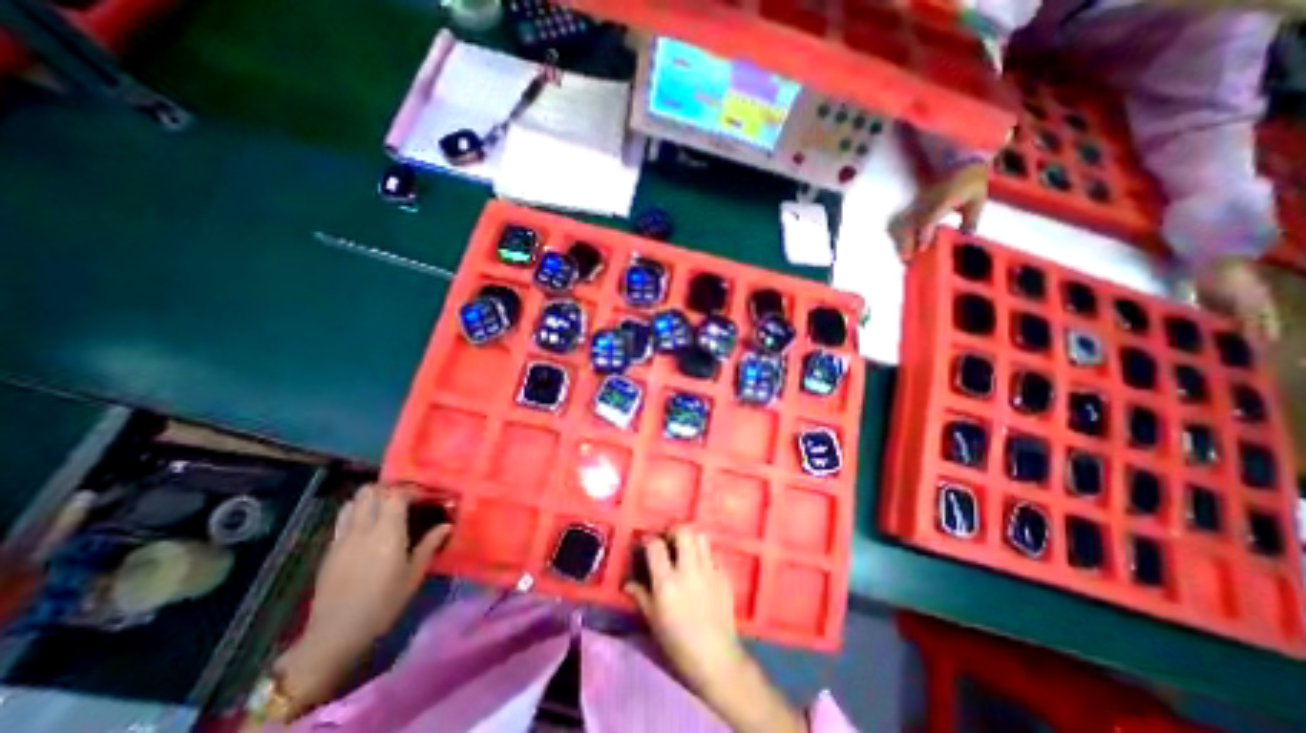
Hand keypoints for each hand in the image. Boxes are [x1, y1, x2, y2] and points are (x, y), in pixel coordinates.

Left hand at [272, 483, 451, 718]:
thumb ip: (430, 545)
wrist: (334, 636)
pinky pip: (342, 519)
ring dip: (369, 499)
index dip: (411, 490)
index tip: (424, 496)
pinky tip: (367, 529)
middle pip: (370, 492)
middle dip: (388, 489)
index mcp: (387, 532)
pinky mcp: (328, 550)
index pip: (396, 494)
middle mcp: (362, 529)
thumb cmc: (383, 604)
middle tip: (404, 499)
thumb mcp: (414, 575)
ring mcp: (341, 538)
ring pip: (352, 502)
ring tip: (384, 509)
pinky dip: (356, 514)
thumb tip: (446, 525)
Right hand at [625, 527, 806, 731]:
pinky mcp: (724, 575)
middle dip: (673, 530)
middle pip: (683, 531)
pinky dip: (704, 554)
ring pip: (701, 536)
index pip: (656, 545)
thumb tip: (628, 583)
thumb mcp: (653, 620)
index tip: (646, 544)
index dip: (648, 540)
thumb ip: (641, 595)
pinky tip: (700, 567)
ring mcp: (709, 570)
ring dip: (691, 538)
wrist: (717, 658)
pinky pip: (713, 553)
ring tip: (685, 549)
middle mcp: (688, 570)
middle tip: (668, 541)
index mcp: (667, 583)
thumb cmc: (679, 643)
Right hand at [889, 160, 989, 257]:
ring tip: (903, 257)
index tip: (921, 249)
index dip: (923, 235)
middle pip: (907, 227)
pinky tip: (901, 245)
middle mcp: (923, 205)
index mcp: (941, 201)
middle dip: (904, 244)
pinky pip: (899, 224)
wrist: (958, 161)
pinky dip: (898, 236)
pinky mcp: (911, 208)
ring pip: (899, 226)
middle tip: (906, 260)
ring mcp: (915, 207)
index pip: (927, 220)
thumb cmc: (970, 181)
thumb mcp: (977, 199)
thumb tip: (966, 237)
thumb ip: (971, 219)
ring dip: (899, 242)